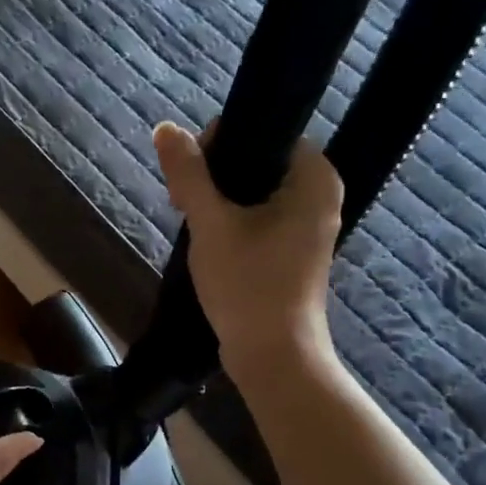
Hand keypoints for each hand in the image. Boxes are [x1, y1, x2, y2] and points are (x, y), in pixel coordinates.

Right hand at [153, 120, 344, 387]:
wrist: (273, 356)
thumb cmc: (248, 284)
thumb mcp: (211, 224)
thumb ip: (189, 174)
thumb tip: (165, 128)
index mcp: (314, 178)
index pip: (265, 132)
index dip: (221, 144)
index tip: (191, 176)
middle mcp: (319, 196)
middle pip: (257, 161)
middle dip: (216, 177)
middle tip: (184, 204)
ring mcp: (308, 226)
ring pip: (254, 192)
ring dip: (219, 202)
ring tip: (192, 223)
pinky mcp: (293, 252)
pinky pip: (259, 218)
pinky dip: (232, 223)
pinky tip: (208, 242)